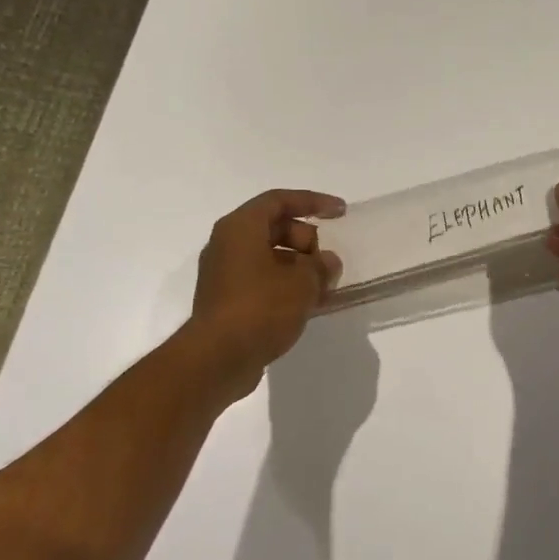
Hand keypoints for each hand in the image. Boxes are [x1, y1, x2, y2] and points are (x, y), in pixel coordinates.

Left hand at [187, 189, 345, 396]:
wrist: (217, 359)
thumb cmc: (260, 308)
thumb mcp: (303, 283)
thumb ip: (321, 266)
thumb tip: (327, 263)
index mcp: (241, 228)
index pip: (280, 200)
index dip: (313, 202)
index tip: (340, 212)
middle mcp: (227, 244)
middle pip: (274, 228)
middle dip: (307, 241)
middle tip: (327, 264)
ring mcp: (224, 274)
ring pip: (269, 257)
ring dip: (299, 267)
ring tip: (324, 289)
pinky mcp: (227, 300)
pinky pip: (262, 280)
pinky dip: (286, 286)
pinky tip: (308, 305)